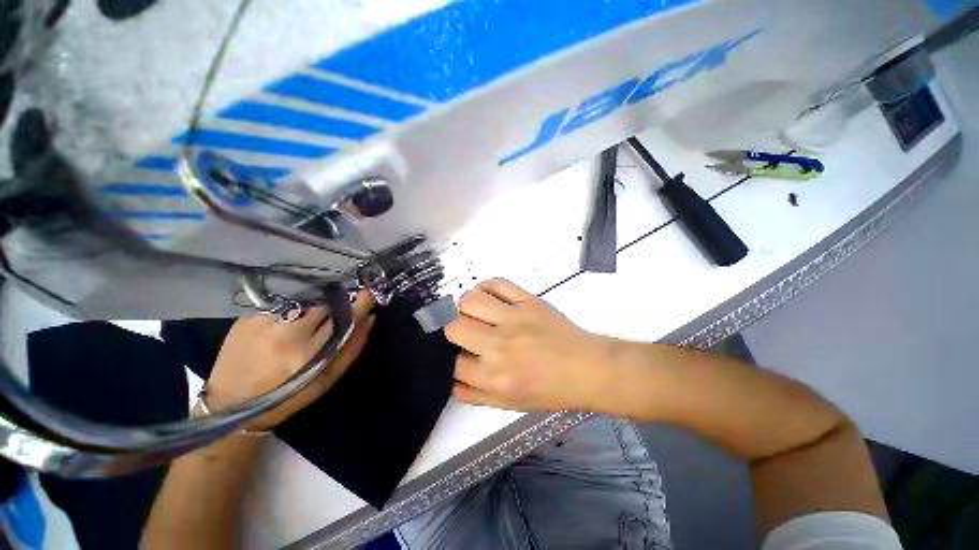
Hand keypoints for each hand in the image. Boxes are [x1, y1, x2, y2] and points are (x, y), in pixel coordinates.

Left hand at [204, 292, 375, 429]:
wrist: (232, 405)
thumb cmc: (289, 396)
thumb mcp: (328, 379)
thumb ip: (353, 347)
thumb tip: (370, 317)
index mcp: (309, 354)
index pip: (344, 318)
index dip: (359, 303)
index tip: (368, 293)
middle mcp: (287, 335)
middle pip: (323, 307)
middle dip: (331, 310)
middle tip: (325, 322)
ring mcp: (264, 324)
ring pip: (302, 305)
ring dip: (309, 312)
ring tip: (300, 328)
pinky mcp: (246, 319)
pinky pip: (280, 307)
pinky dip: (287, 314)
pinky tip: (278, 330)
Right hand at [445, 278, 613, 411]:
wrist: (588, 368)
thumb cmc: (551, 390)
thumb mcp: (511, 405)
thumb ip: (476, 395)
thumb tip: (450, 380)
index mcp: (495, 377)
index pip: (454, 363)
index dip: (456, 359)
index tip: (464, 356)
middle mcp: (499, 346)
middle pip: (455, 327)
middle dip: (456, 332)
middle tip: (470, 334)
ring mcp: (514, 318)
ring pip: (469, 301)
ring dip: (467, 308)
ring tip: (478, 314)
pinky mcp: (528, 300)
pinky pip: (496, 283)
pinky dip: (486, 287)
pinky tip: (490, 298)